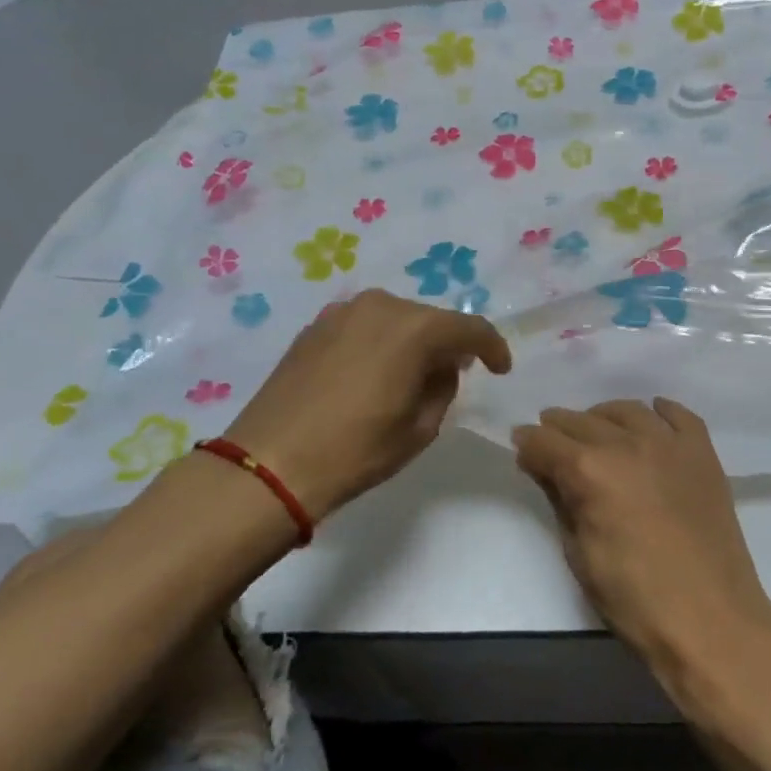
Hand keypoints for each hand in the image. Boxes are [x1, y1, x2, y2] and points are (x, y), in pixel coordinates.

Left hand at [224, 289, 510, 517]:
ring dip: (411, 342)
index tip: (500, 369)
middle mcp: (379, 306)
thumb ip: (442, 387)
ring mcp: (341, 312)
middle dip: (447, 344)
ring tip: (410, 376)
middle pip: (429, 319)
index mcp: (413, 328)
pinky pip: (363, 326)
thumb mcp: (420, 428)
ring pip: (394, 319)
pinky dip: (378, 343)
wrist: (270, 464)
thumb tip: (441, 367)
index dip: (492, 347)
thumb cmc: (355, 451)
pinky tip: (372, 373)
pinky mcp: (313, 327)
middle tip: (454, 375)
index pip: (469, 328)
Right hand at [512, 400, 770, 678]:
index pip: (545, 441)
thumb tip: (540, 466)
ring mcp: (669, 444)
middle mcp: (626, 444)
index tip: (521, 446)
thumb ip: (559, 500)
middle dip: (559, 428)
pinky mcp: (702, 453)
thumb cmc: (634, 598)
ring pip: (626, 411)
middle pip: (581, 421)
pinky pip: (679, 415)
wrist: (711, 619)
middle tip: (550, 439)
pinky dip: (659, 411)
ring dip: (602, 416)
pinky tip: (651, 416)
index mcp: (590, 471)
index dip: (528, 442)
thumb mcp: (579, 554)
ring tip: (595, 430)